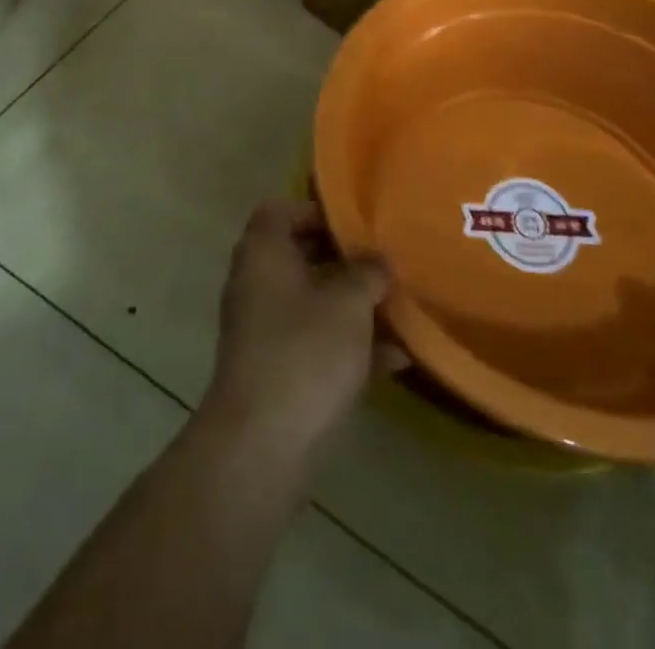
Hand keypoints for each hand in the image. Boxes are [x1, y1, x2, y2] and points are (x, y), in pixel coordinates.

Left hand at [201, 201, 403, 460]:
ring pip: (312, 301)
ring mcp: (262, 328)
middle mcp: (256, 282)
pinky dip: (348, 344)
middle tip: (383, 264)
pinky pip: (315, 341)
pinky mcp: (274, 369)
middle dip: (344, 261)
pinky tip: (395, 359)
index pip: (280, 211)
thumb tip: (377, 259)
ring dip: (352, 305)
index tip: (356, 226)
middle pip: (300, 255)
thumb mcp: (348, 303)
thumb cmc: (305, 352)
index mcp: (263, 252)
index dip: (316, 212)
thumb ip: (367, 272)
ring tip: (399, 309)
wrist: (262, 444)